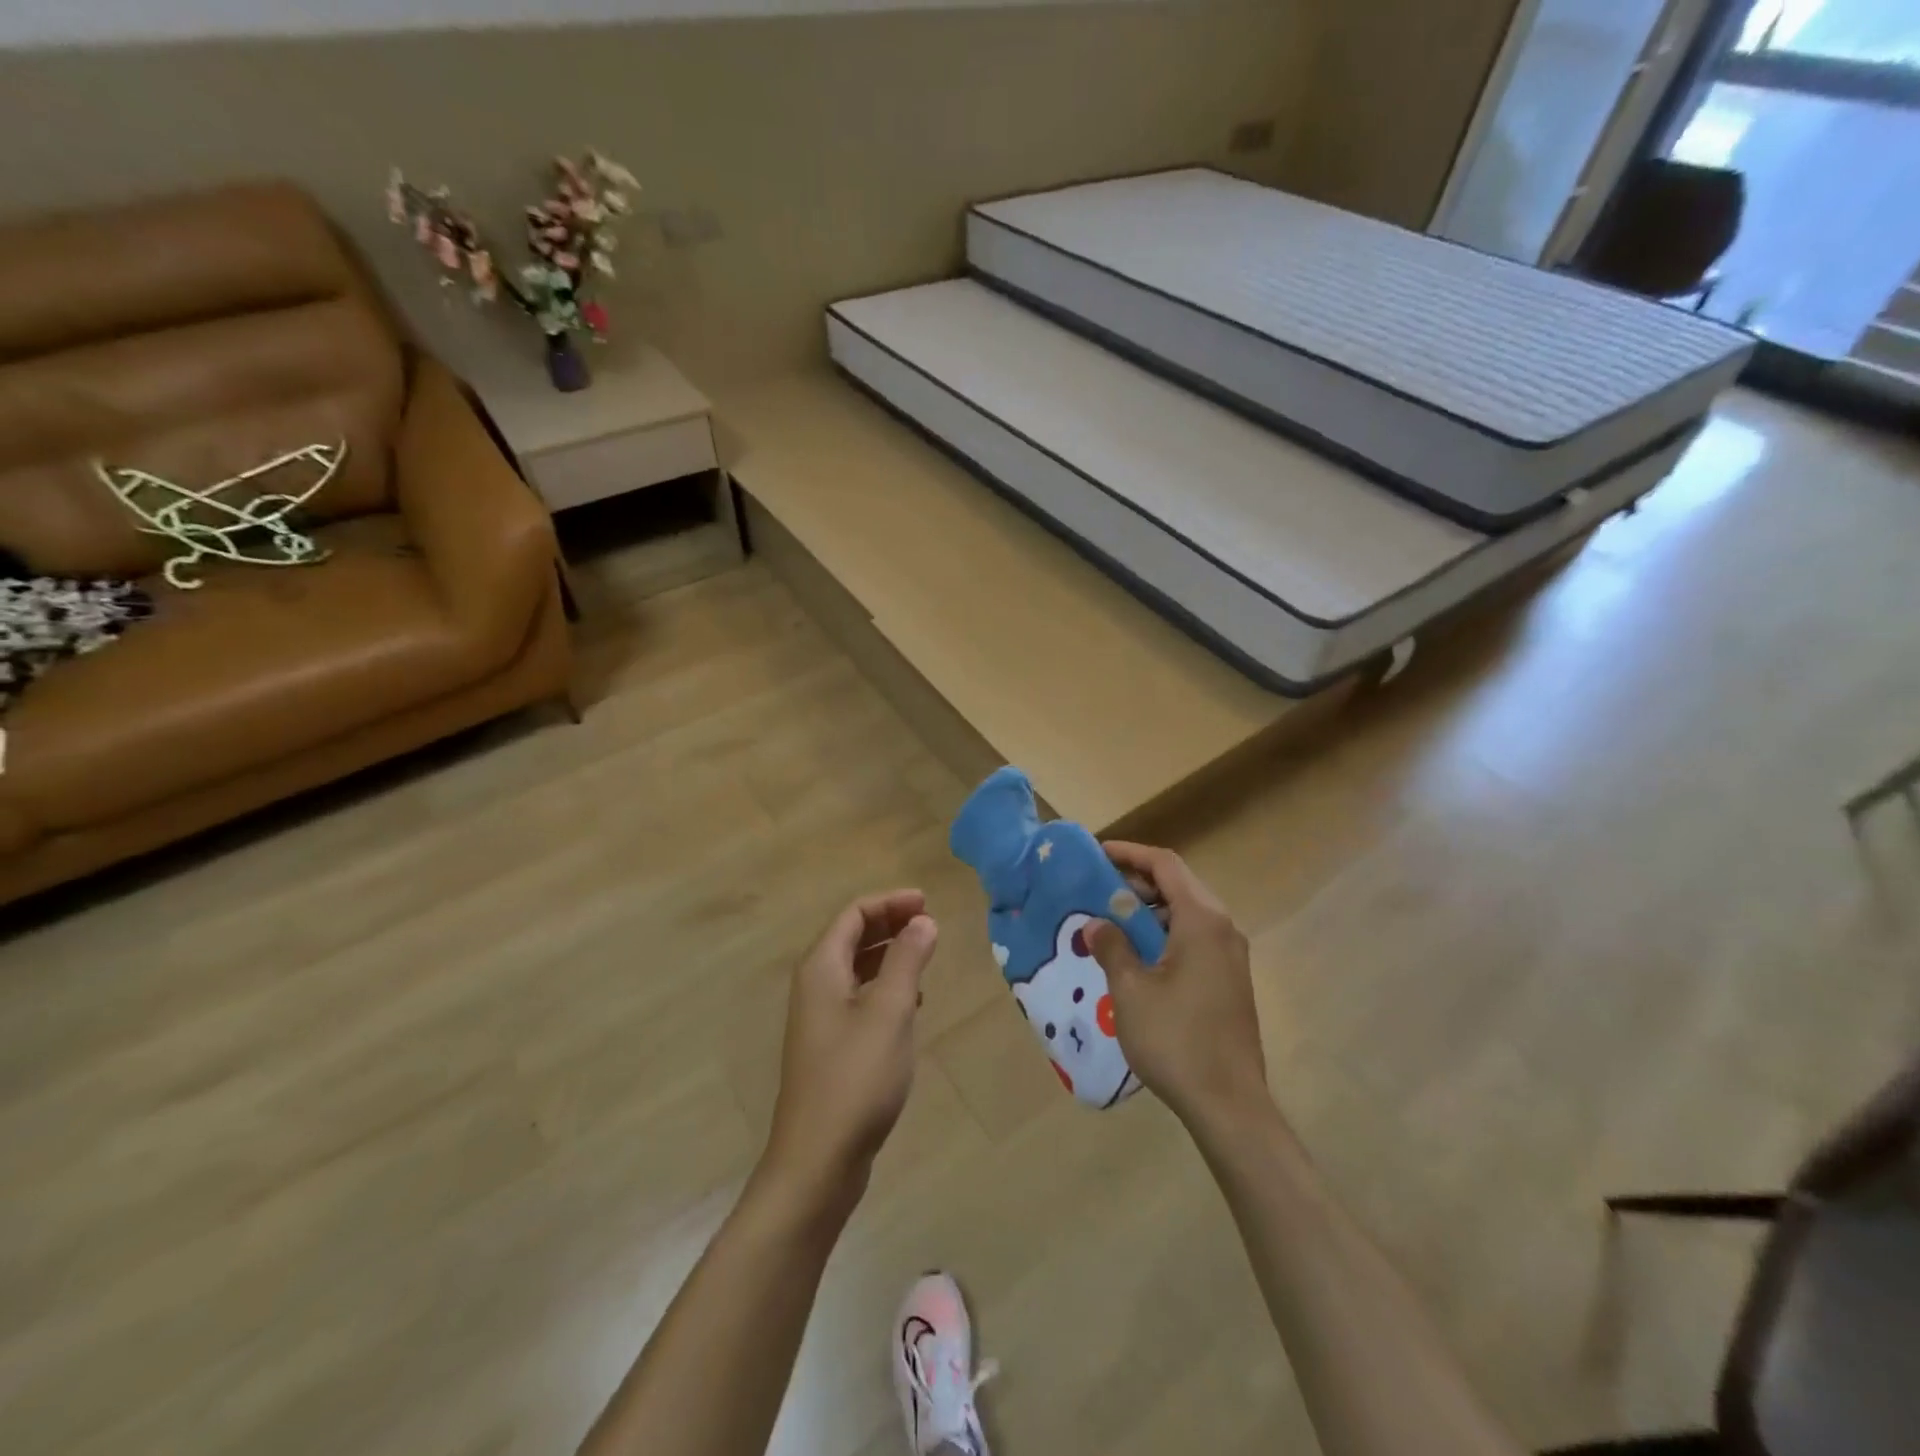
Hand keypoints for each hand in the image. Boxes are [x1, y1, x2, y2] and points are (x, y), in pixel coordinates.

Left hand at [759, 890, 938, 1214]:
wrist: (818, 1160)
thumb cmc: (856, 1077)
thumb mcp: (890, 1011)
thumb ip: (907, 960)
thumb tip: (923, 920)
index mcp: (821, 968)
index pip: (853, 914)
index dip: (890, 902)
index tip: (927, 903)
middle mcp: (815, 985)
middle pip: (851, 936)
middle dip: (890, 923)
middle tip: (930, 923)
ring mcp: (820, 1018)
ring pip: (856, 968)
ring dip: (889, 954)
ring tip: (925, 956)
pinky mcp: (831, 1046)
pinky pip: (859, 997)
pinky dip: (885, 986)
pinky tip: (912, 1002)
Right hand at [1085, 843, 1267, 1128]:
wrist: (1228, 1103)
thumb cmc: (1176, 1039)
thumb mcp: (1130, 990)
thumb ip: (1112, 947)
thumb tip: (1096, 924)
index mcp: (1202, 920)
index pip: (1165, 864)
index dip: (1130, 854)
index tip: (1096, 855)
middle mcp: (1222, 928)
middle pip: (1178, 885)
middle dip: (1136, 883)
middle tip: (1095, 891)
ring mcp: (1230, 955)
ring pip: (1186, 913)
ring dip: (1148, 911)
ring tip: (1110, 922)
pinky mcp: (1229, 979)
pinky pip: (1194, 938)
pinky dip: (1163, 934)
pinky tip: (1136, 956)